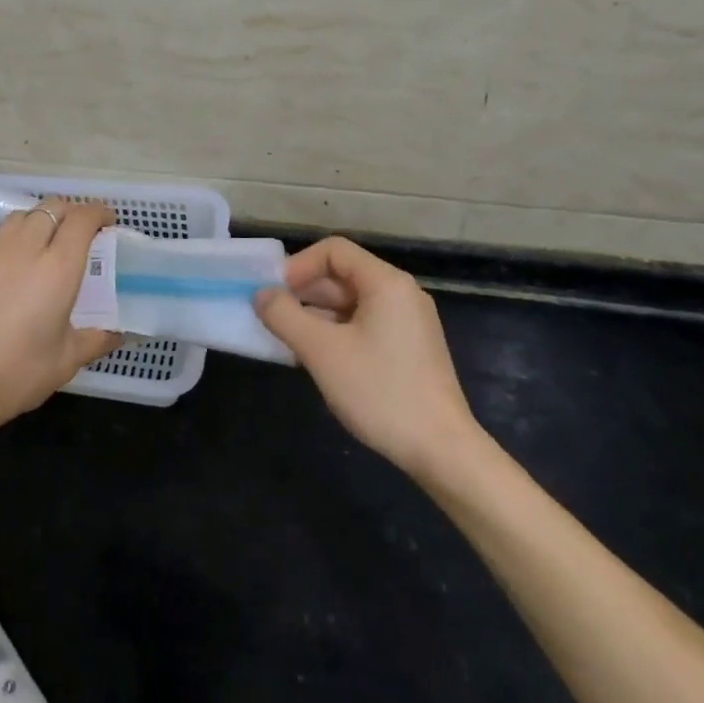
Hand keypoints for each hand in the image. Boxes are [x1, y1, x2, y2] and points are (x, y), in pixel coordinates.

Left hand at [0, 198, 121, 457]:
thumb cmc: (13, 374)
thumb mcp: (64, 362)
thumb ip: (95, 340)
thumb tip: (118, 333)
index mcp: (56, 267)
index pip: (81, 219)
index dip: (98, 213)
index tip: (107, 222)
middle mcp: (23, 248)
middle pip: (51, 207)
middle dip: (70, 212)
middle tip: (79, 234)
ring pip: (20, 218)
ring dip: (39, 221)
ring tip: (44, 246)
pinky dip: (11, 243)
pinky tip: (9, 273)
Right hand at [254, 237, 488, 487]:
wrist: (442, 451)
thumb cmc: (380, 391)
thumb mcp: (321, 351)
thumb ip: (284, 316)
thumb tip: (261, 295)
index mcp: (386, 283)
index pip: (334, 251)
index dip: (298, 265)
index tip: (274, 293)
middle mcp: (401, 294)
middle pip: (342, 275)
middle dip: (303, 292)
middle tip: (272, 317)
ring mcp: (408, 323)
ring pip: (350, 303)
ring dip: (315, 315)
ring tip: (287, 340)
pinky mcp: (408, 349)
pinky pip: (363, 325)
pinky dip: (335, 333)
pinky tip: (315, 358)